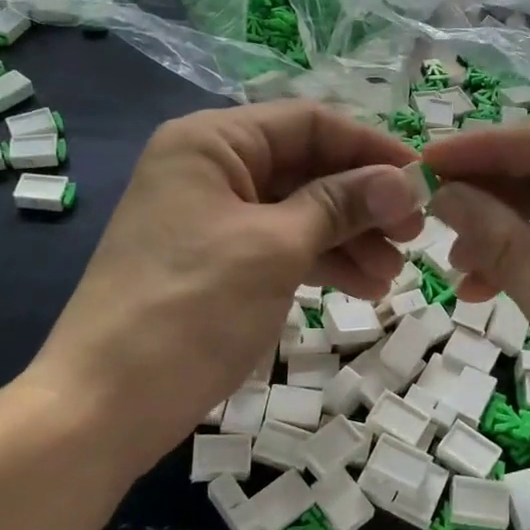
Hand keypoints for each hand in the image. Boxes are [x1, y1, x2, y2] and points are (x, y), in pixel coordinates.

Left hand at [24, 102, 422, 482]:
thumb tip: (405, 181)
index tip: (424, 180)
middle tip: (415, 235)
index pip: (309, 123)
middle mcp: (210, 167)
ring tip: (393, 274)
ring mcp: (212, 217)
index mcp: (212, 142)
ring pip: (298, 210)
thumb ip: (341, 205)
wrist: (104, 405)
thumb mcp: (275, 248)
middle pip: (306, 167)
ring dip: (348, 237)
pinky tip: (362, 287)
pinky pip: (280, 245)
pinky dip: (320, 262)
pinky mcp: (216, 260)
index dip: (370, 148)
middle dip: (363, 200)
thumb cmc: (192, 309)